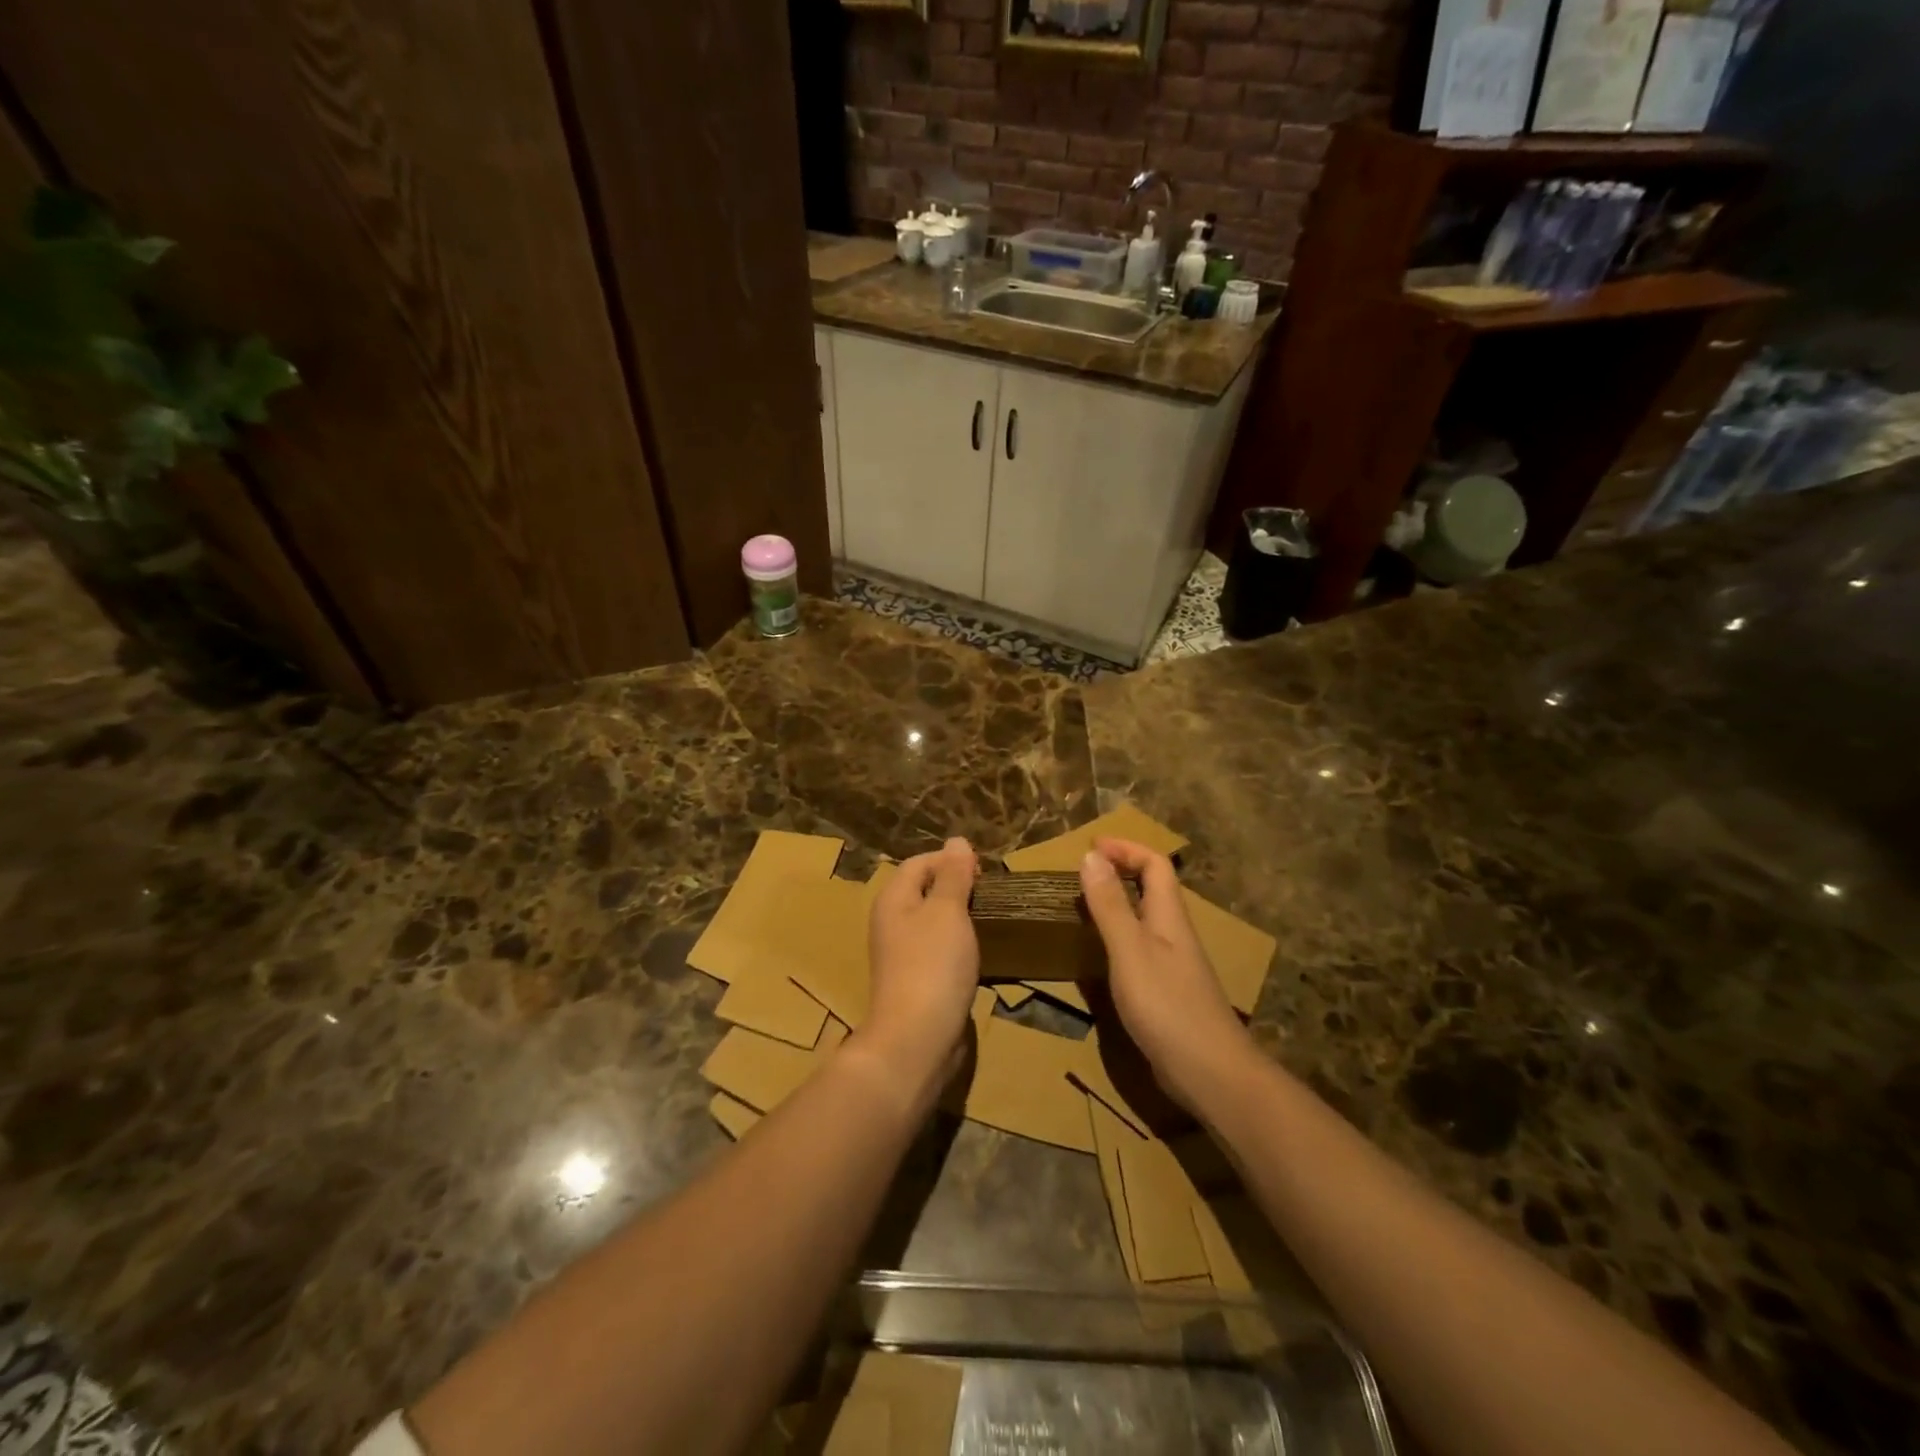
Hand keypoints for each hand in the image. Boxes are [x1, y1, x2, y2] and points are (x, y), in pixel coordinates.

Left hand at [857, 837, 979, 1107]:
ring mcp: (902, 954)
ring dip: (959, 917)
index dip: (950, 860)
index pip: (919, 863)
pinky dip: (957, 945)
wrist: (917, 1038)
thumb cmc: (933, 965)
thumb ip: (953, 875)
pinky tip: (977, 953)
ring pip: (932, 922)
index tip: (984, 872)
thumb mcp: (948, 911)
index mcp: (893, 899)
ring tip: (989, 920)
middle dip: (957, 887)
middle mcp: (891, 922)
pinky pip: (937, 950)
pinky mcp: (916, 981)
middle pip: (924, 891)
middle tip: (990, 894)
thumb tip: (956, 840)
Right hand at [1079, 838, 1258, 1115]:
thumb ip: (1110, 905)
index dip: (1126, 849)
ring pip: (1147, 919)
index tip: (1091, 847)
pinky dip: (1119, 938)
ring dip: (1119, 904)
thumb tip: (1092, 855)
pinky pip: (1142, 949)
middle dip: (1122, 871)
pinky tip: (1102, 957)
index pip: (1155, 865)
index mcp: (1168, 916)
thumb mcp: (1129, 950)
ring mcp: (1175, 965)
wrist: (1211, 1072)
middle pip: (1154, 889)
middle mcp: (1175, 934)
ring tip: (1084, 908)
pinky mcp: (1169, 993)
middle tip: (1083, 873)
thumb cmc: (1167, 1005)